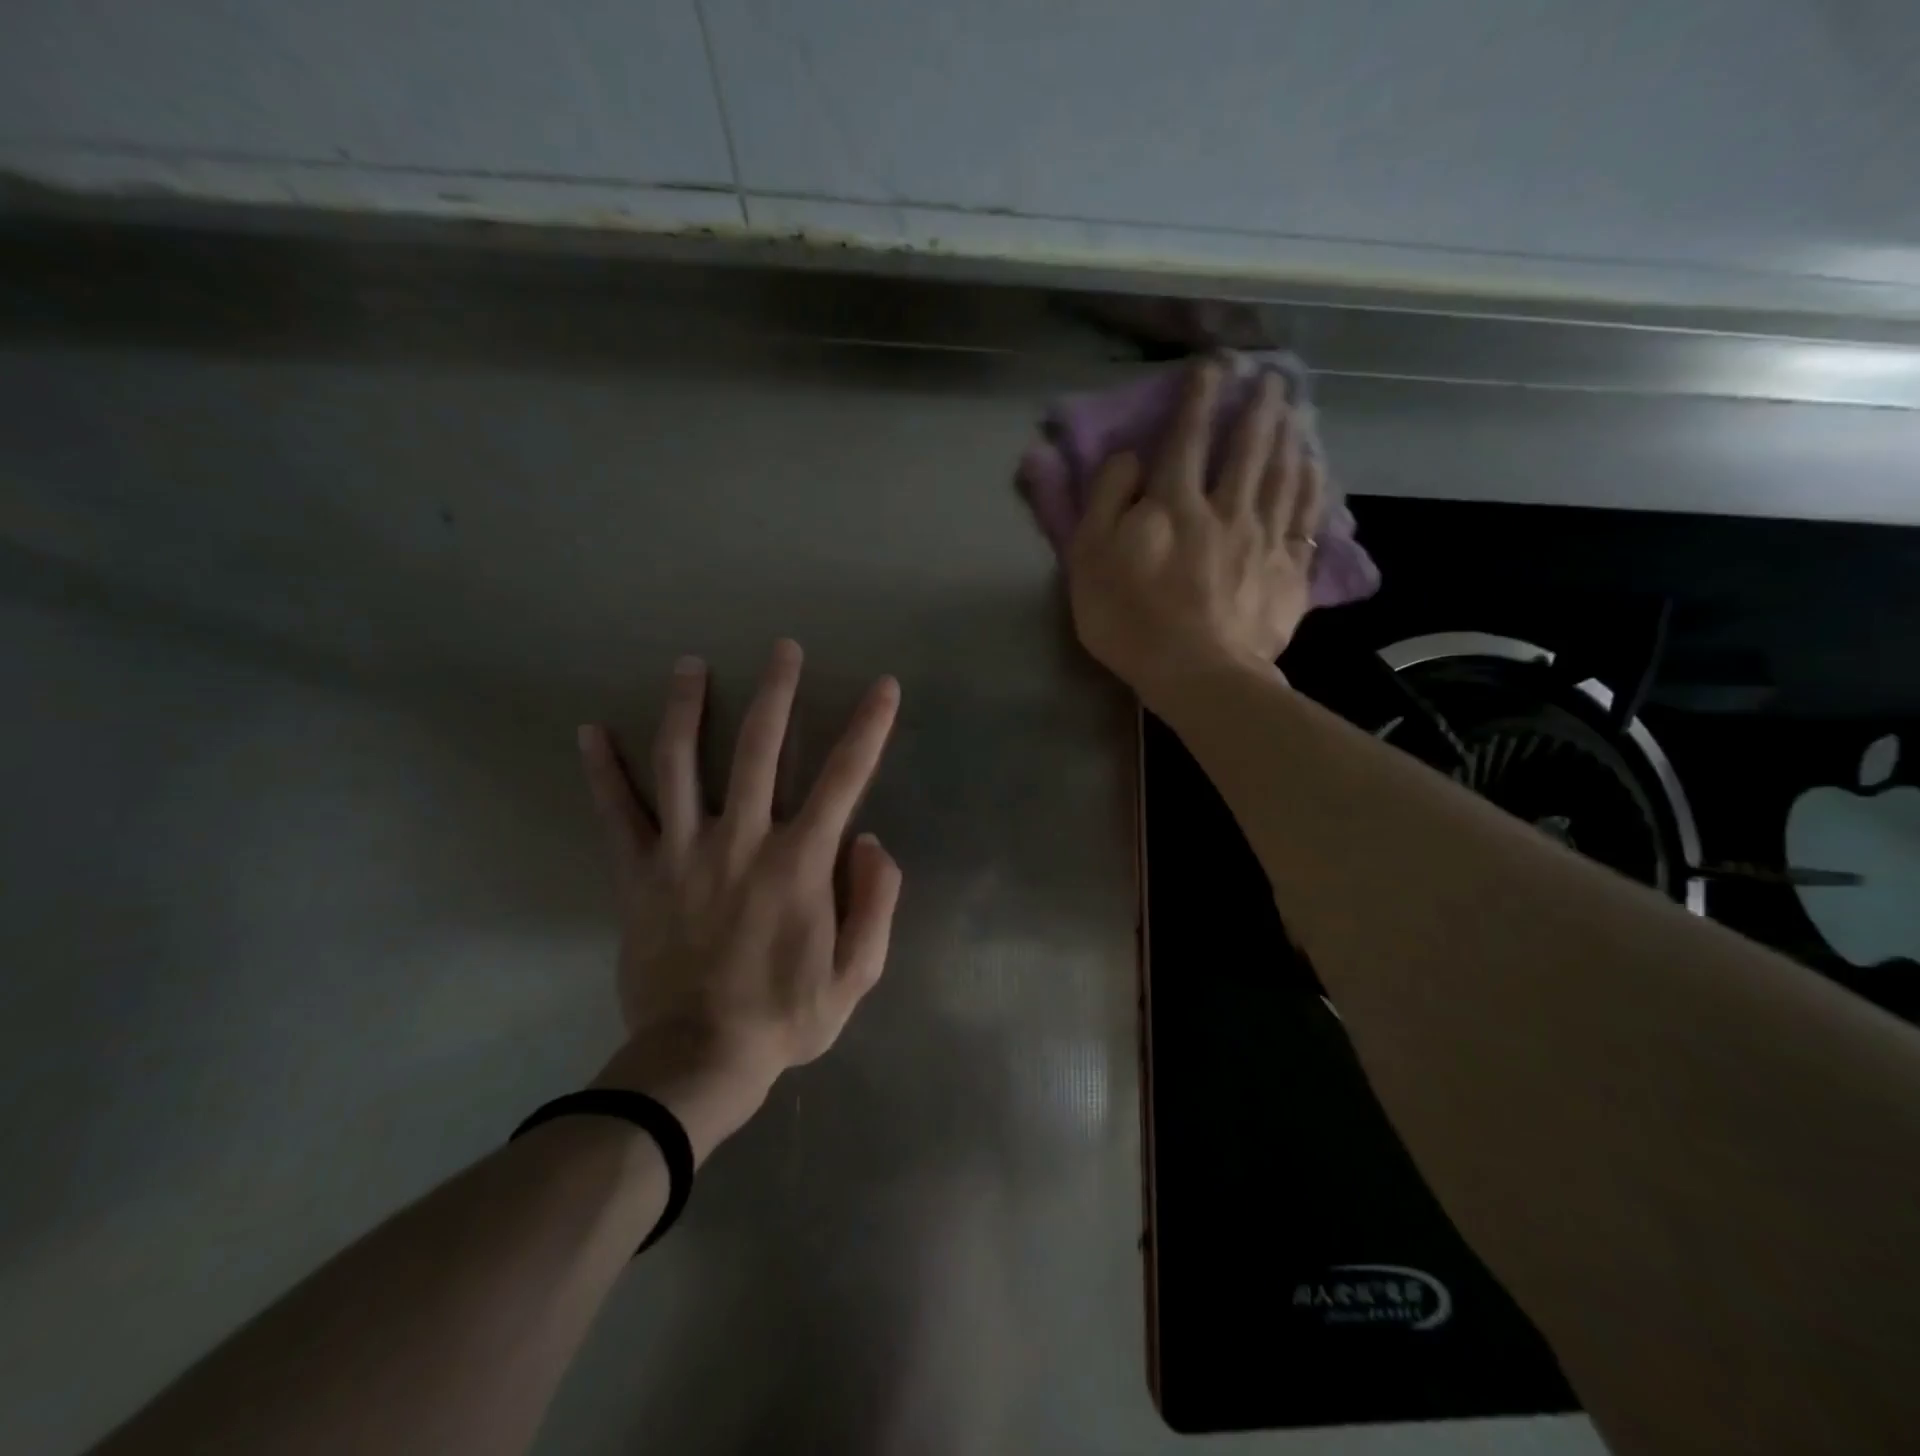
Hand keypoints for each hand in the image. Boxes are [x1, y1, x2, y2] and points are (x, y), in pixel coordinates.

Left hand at [577, 640, 902, 1162]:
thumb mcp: (858, 974)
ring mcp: (684, 852)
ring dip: (688, 707)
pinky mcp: (639, 873)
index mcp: (800, 861)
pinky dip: (602, 770)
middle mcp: (742, 840)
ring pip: (682, 762)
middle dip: (777, 692)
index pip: (845, 777)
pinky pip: (617, 813)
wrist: (697, 1060)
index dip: (869, 727)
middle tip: (782, 648)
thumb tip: (871, 840)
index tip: (882, 686)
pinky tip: (590, 730)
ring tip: (691, 665)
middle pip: (760, 747)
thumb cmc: (786, 1018)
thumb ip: (876, 902)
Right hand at [1067, 363, 1324, 706]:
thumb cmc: (1130, 619)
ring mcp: (1263, 539)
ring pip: (1282, 474)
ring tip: (1296, 407)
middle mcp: (1224, 508)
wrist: (1197, 673)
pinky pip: (1306, 518)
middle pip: (1246, 447)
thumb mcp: (1089, 559)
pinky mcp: (1288, 572)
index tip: (1211, 366)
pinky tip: (1315, 466)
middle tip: (1270, 376)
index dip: (1197, 398)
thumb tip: (1130, 458)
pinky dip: (1312, 486)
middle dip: (1256, 407)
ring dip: (1288, 435)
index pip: (1185, 438)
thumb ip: (1106, 500)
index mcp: (1173, 503)